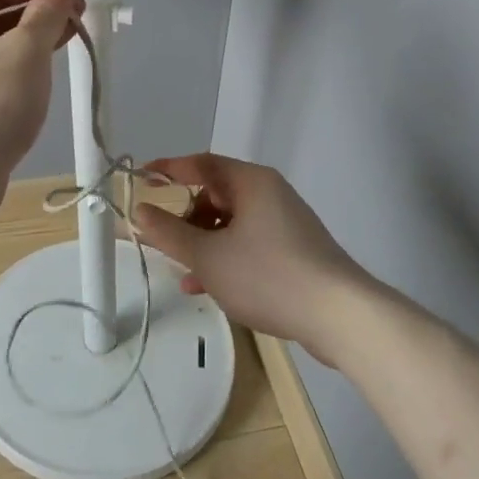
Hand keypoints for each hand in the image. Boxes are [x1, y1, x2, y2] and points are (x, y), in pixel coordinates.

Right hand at [132, 153, 378, 366]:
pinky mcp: (294, 250)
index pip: (201, 164)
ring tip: (183, 273)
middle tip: (162, 240)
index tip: (140, 180)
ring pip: (230, 224)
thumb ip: (169, 233)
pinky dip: (225, 258)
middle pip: (216, 195)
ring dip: (202, 244)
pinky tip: (208, 288)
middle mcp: (269, 194)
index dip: (168, 170)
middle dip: (185, 218)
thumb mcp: (208, 257)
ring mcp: (284, 222)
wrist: (339, 315)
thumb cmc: (268, 275)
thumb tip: (140, 211)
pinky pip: (248, 243)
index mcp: (251, 182)